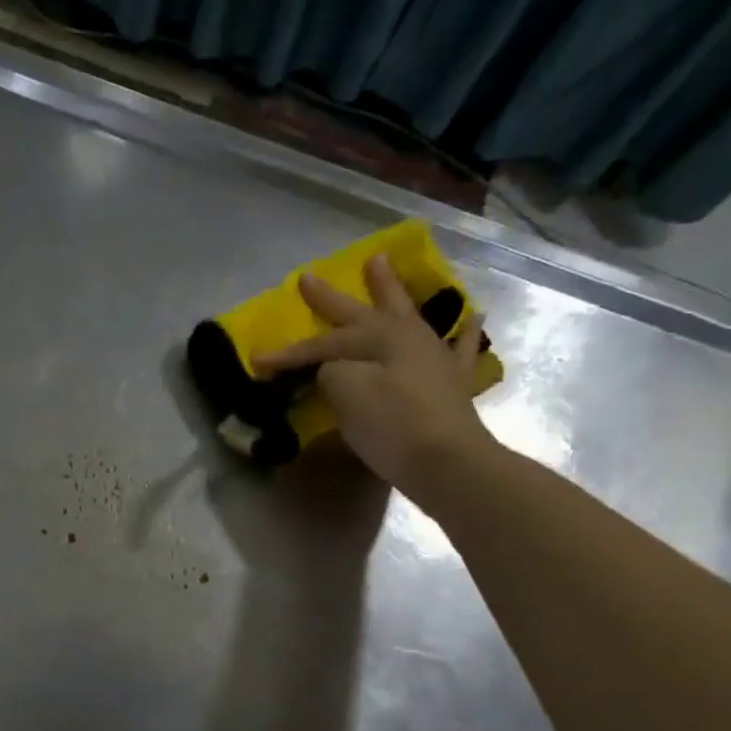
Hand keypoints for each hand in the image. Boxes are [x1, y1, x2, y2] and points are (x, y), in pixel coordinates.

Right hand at [254, 254, 498, 507]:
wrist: (446, 464)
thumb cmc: (391, 425)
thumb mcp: (346, 392)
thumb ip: (333, 371)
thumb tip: (334, 370)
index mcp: (380, 337)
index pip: (323, 343)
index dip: (289, 353)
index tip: (257, 360)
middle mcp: (408, 337)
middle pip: (362, 312)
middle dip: (331, 298)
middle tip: (309, 278)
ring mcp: (434, 358)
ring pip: (409, 316)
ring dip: (392, 292)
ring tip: (381, 266)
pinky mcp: (452, 385)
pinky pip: (459, 350)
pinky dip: (465, 334)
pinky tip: (473, 317)